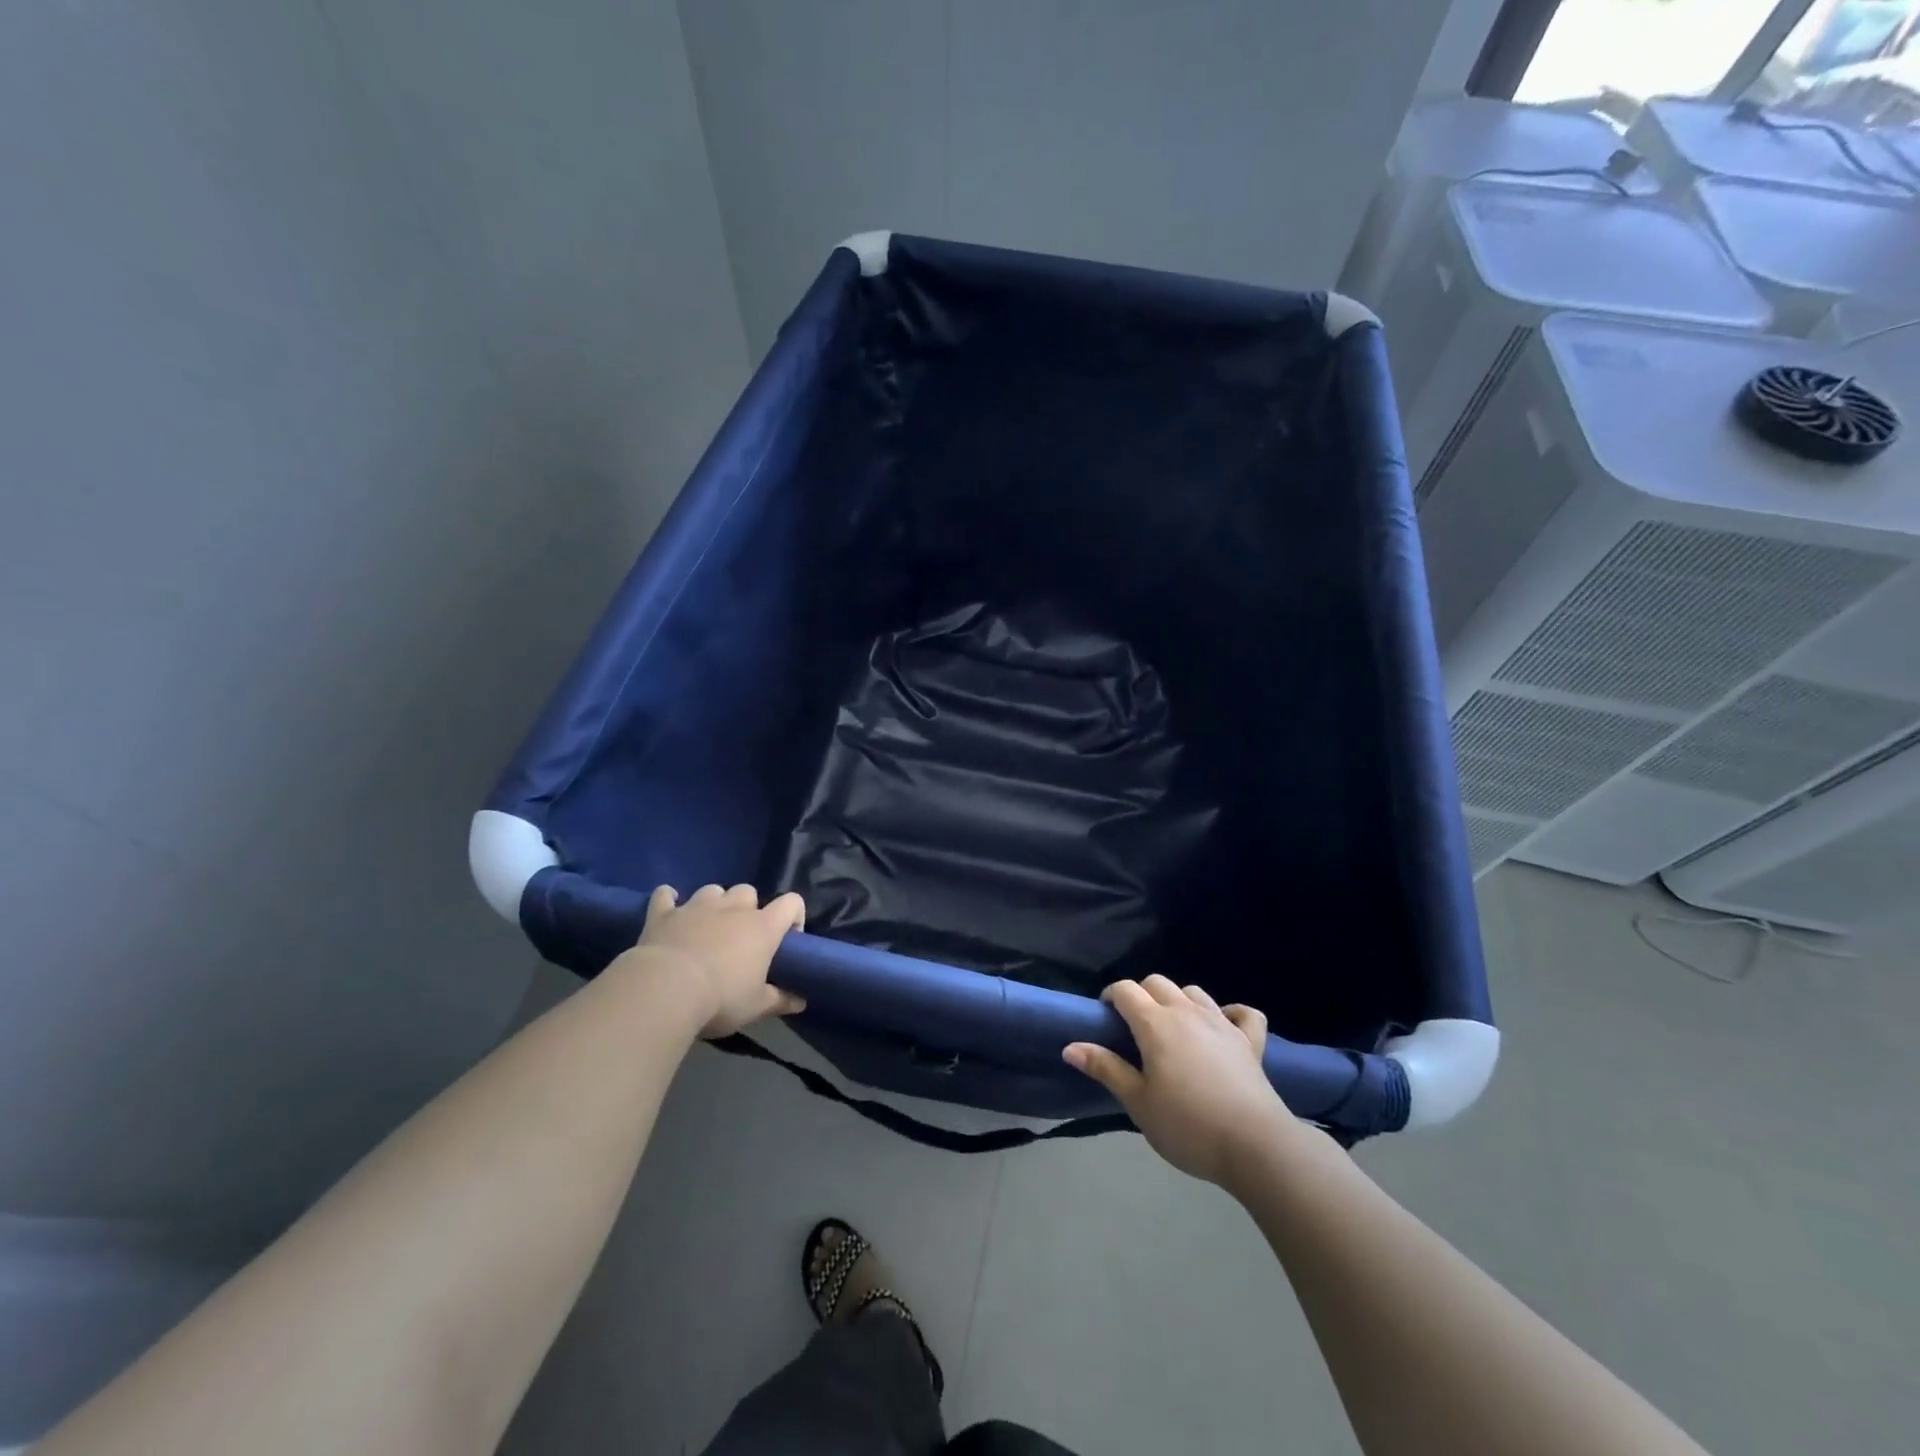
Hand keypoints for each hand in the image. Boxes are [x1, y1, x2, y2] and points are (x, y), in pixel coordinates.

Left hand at [621, 883, 806, 1038]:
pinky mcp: (664, 913)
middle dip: (747, 908)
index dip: (793, 916)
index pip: (791, 903)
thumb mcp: (756, 1007)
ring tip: (707, 926)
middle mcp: (733, 908)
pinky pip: (665, 895)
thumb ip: (780, 1000)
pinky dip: (668, 900)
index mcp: (762, 927)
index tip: (787, 939)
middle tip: (741, 937)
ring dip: (713, 904)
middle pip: (748, 891)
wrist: (665, 991)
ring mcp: (696, 906)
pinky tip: (668, 911)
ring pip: (712, 890)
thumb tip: (801, 1001)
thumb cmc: (720, 999)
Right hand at [1063, 976, 1297, 1187]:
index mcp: (1155, 1023)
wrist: (1254, 1145)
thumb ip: (1106, 1068)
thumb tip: (1070, 1046)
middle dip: (1141, 995)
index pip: (1126, 990)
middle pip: (1158, 982)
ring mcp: (1221, 1023)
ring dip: (1178, 1001)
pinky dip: (1231, 1013)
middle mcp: (1187, 1012)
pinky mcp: (1250, 1041)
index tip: (1105, 1016)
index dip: (1111, 996)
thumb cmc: (1187, 1125)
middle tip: (1135, 1027)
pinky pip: (1243, 1013)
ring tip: (1173, 1029)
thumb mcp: (1138, 1102)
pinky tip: (1224, 1026)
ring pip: (1194, 991)